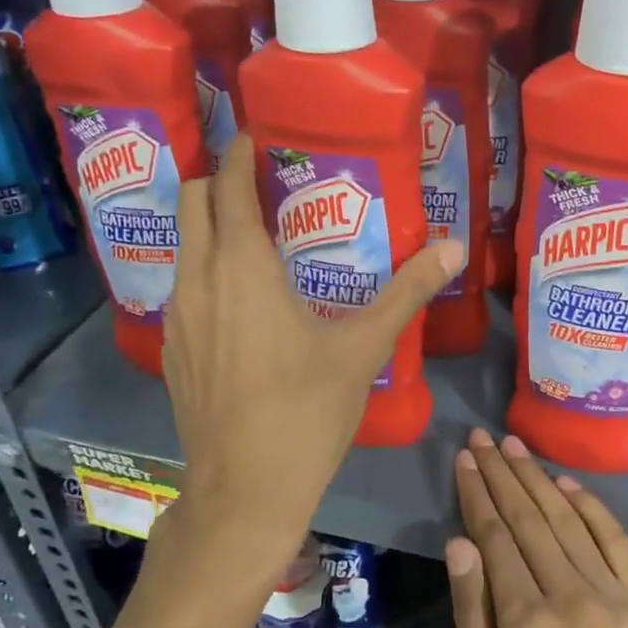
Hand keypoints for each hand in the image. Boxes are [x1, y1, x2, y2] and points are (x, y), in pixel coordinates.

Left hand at [156, 132, 461, 585]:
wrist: (244, 488)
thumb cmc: (305, 412)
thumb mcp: (363, 348)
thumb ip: (406, 292)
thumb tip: (455, 247)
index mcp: (242, 267)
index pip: (227, 185)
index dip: (240, 153)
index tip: (261, 138)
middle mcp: (198, 279)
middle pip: (191, 201)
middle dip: (219, 181)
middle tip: (265, 186)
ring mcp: (177, 316)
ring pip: (183, 246)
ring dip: (211, 228)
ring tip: (259, 238)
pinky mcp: (172, 349)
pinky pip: (184, 287)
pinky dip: (206, 271)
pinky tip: (243, 303)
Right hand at [445, 428, 627, 627]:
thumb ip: (473, 620)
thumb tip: (460, 545)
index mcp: (528, 624)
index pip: (495, 538)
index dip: (477, 495)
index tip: (463, 460)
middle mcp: (574, 596)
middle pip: (530, 519)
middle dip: (502, 474)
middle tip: (481, 438)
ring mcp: (616, 597)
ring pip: (569, 520)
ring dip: (539, 479)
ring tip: (514, 446)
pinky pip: (616, 541)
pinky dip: (591, 507)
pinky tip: (567, 484)